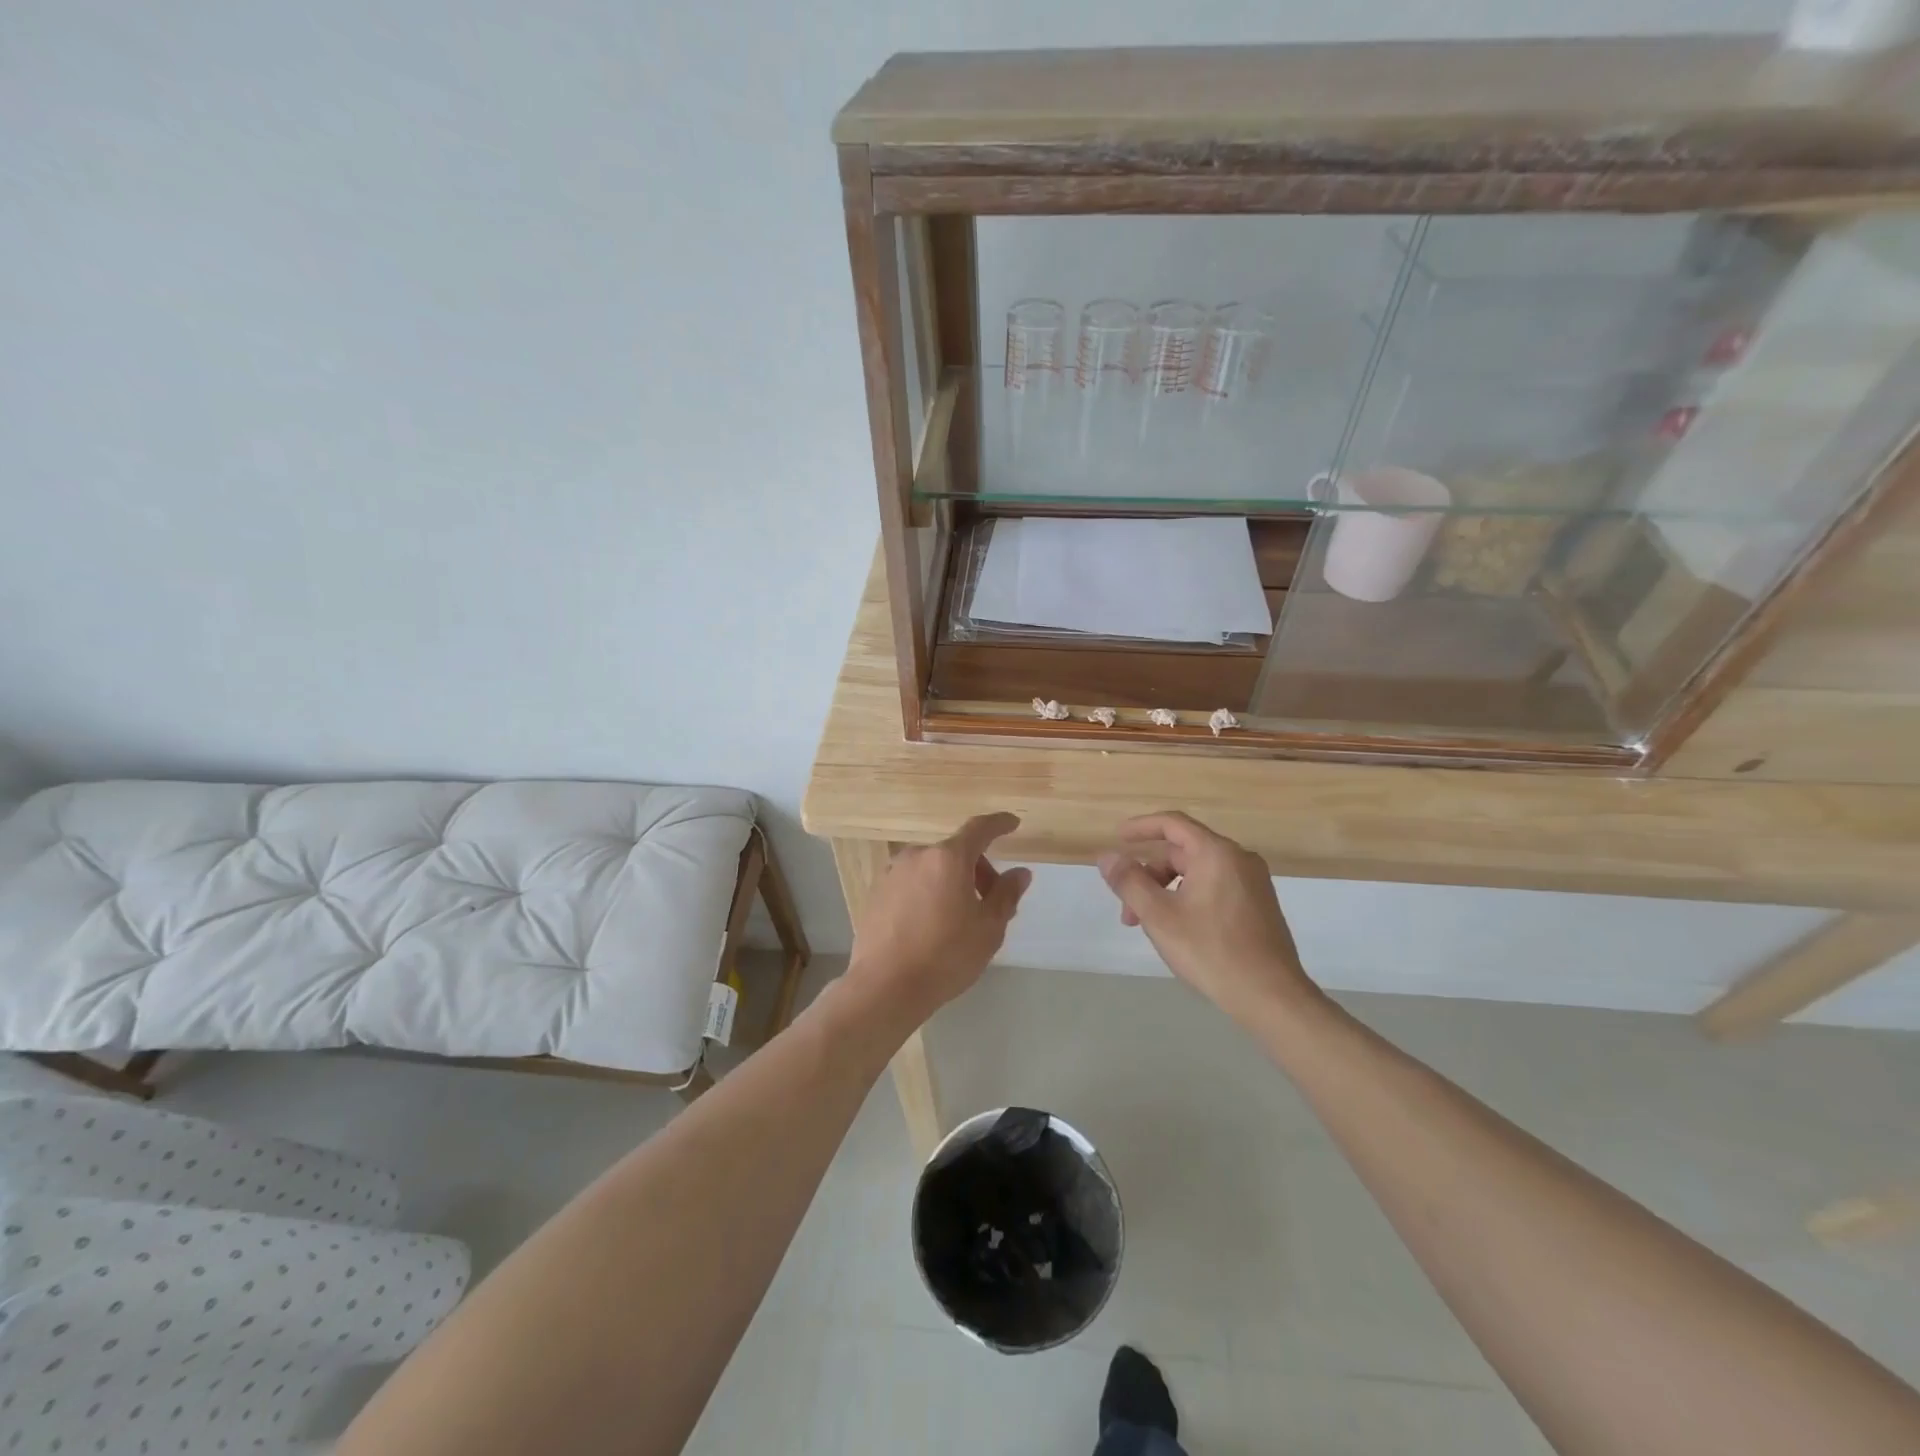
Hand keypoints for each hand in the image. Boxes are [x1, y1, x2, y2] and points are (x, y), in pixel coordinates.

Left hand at [844, 812, 1031, 1029]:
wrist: (885, 986)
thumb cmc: (945, 956)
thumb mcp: (988, 929)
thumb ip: (1006, 895)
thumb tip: (1019, 873)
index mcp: (948, 858)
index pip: (979, 829)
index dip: (999, 824)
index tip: (1012, 823)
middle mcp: (917, 856)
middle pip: (955, 852)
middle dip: (977, 870)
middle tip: (990, 903)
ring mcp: (892, 873)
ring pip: (932, 867)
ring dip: (950, 881)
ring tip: (959, 918)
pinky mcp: (876, 893)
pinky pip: (911, 882)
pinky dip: (927, 891)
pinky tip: (931, 924)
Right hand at [1097, 811, 1316, 1026]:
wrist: (1272, 997)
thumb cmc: (1211, 951)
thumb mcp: (1159, 916)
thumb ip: (1129, 881)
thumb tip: (1107, 857)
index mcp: (1216, 853)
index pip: (1172, 824)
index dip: (1141, 827)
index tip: (1117, 838)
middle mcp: (1239, 859)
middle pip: (1182, 852)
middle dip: (1149, 876)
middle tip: (1128, 911)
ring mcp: (1253, 882)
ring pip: (1197, 873)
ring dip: (1166, 891)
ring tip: (1150, 926)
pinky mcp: (1258, 905)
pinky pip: (1214, 887)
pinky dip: (1188, 898)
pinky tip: (1178, 929)